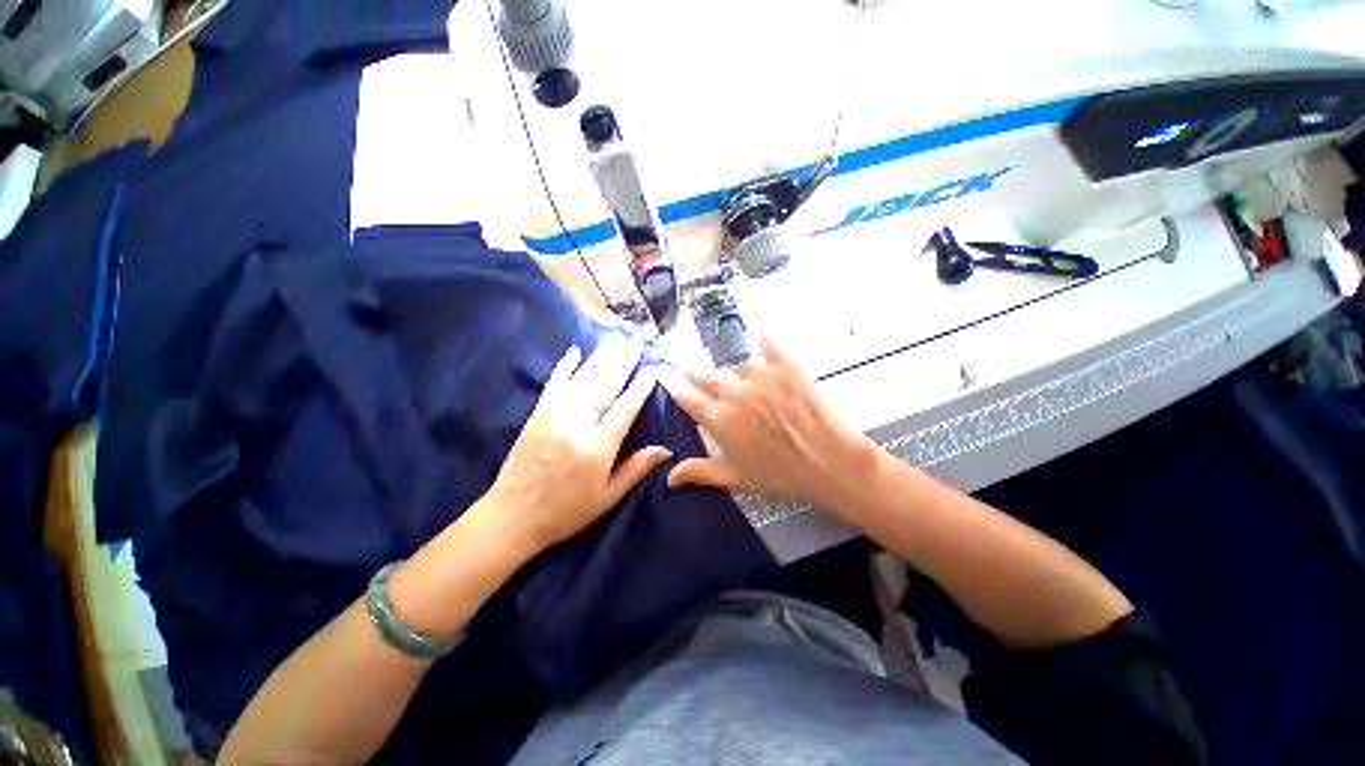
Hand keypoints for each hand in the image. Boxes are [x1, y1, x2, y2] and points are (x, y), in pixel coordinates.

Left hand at [486, 338, 670, 554]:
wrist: (513, 516)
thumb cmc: (567, 511)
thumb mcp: (607, 496)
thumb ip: (636, 469)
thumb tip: (666, 449)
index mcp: (597, 449)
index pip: (624, 409)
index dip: (640, 388)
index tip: (652, 368)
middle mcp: (576, 426)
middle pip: (604, 388)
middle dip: (623, 363)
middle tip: (636, 343)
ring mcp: (553, 417)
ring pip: (582, 381)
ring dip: (601, 359)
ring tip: (616, 341)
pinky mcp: (536, 415)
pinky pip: (553, 385)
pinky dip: (565, 366)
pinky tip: (575, 350)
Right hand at [659, 336, 873, 512]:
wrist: (829, 462)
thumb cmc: (779, 475)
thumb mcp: (735, 478)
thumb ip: (700, 472)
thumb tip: (669, 476)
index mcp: (720, 419)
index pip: (688, 398)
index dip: (675, 387)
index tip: (666, 377)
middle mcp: (735, 392)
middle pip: (707, 376)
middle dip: (695, 374)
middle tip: (690, 371)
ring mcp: (761, 376)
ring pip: (737, 364)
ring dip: (731, 369)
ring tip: (733, 372)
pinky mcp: (787, 368)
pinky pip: (770, 347)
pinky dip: (764, 342)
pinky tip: (760, 337)